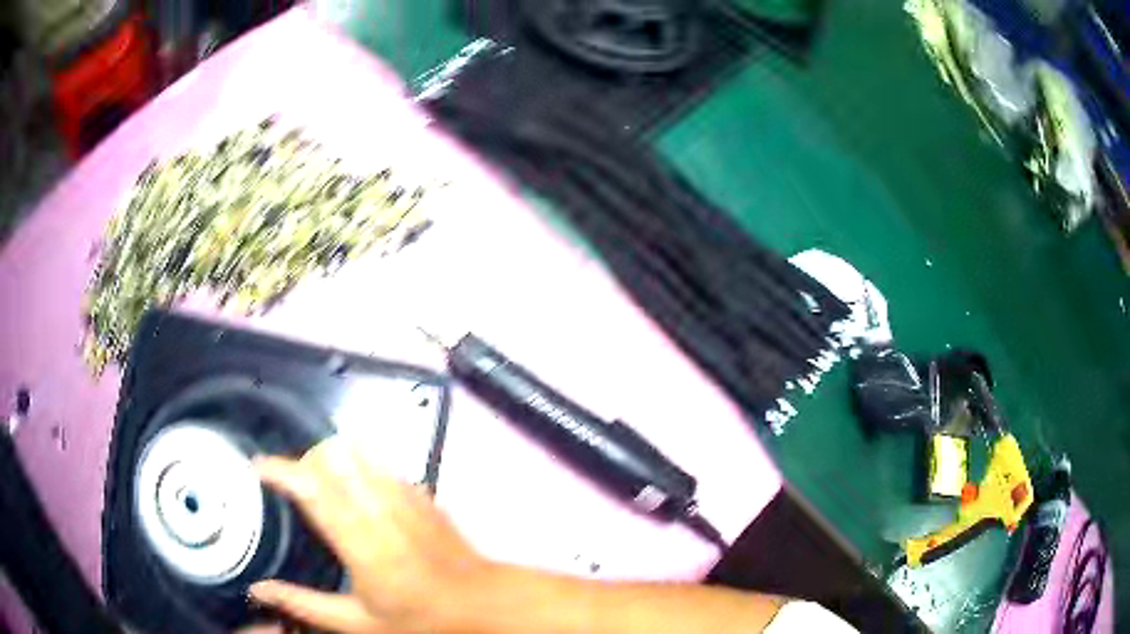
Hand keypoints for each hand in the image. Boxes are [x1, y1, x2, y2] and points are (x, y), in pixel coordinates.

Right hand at [249, 438, 493, 632]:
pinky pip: (381, 463)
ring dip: (331, 459)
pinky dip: (359, 465)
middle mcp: (381, 507)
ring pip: (358, 451)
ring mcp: (406, 495)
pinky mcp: (422, 493)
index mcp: (360, 540)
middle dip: (303, 461)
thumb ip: (304, 604)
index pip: (312, 487)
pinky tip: (356, 489)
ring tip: (319, 483)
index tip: (256, 466)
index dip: (279, 469)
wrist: (484, 604)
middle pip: (333, 455)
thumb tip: (259, 590)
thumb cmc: (420, 620)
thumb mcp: (358, 624)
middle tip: (289, 485)